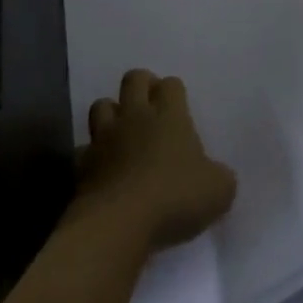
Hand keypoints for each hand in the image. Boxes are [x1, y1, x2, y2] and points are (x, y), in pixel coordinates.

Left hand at [75, 70, 237, 251]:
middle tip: (150, 107)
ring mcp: (105, 138)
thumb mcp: (218, 191)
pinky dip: (92, 156)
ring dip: (111, 114)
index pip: (171, 84)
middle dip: (141, 86)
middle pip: (134, 79)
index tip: (178, 109)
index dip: (174, 92)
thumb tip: (216, 176)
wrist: (118, 224)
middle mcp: (136, 117)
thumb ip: (219, 177)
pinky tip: (102, 171)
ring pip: (102, 105)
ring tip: (122, 133)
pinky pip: (85, 150)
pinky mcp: (83, 165)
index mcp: (170, 115)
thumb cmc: (174, 198)